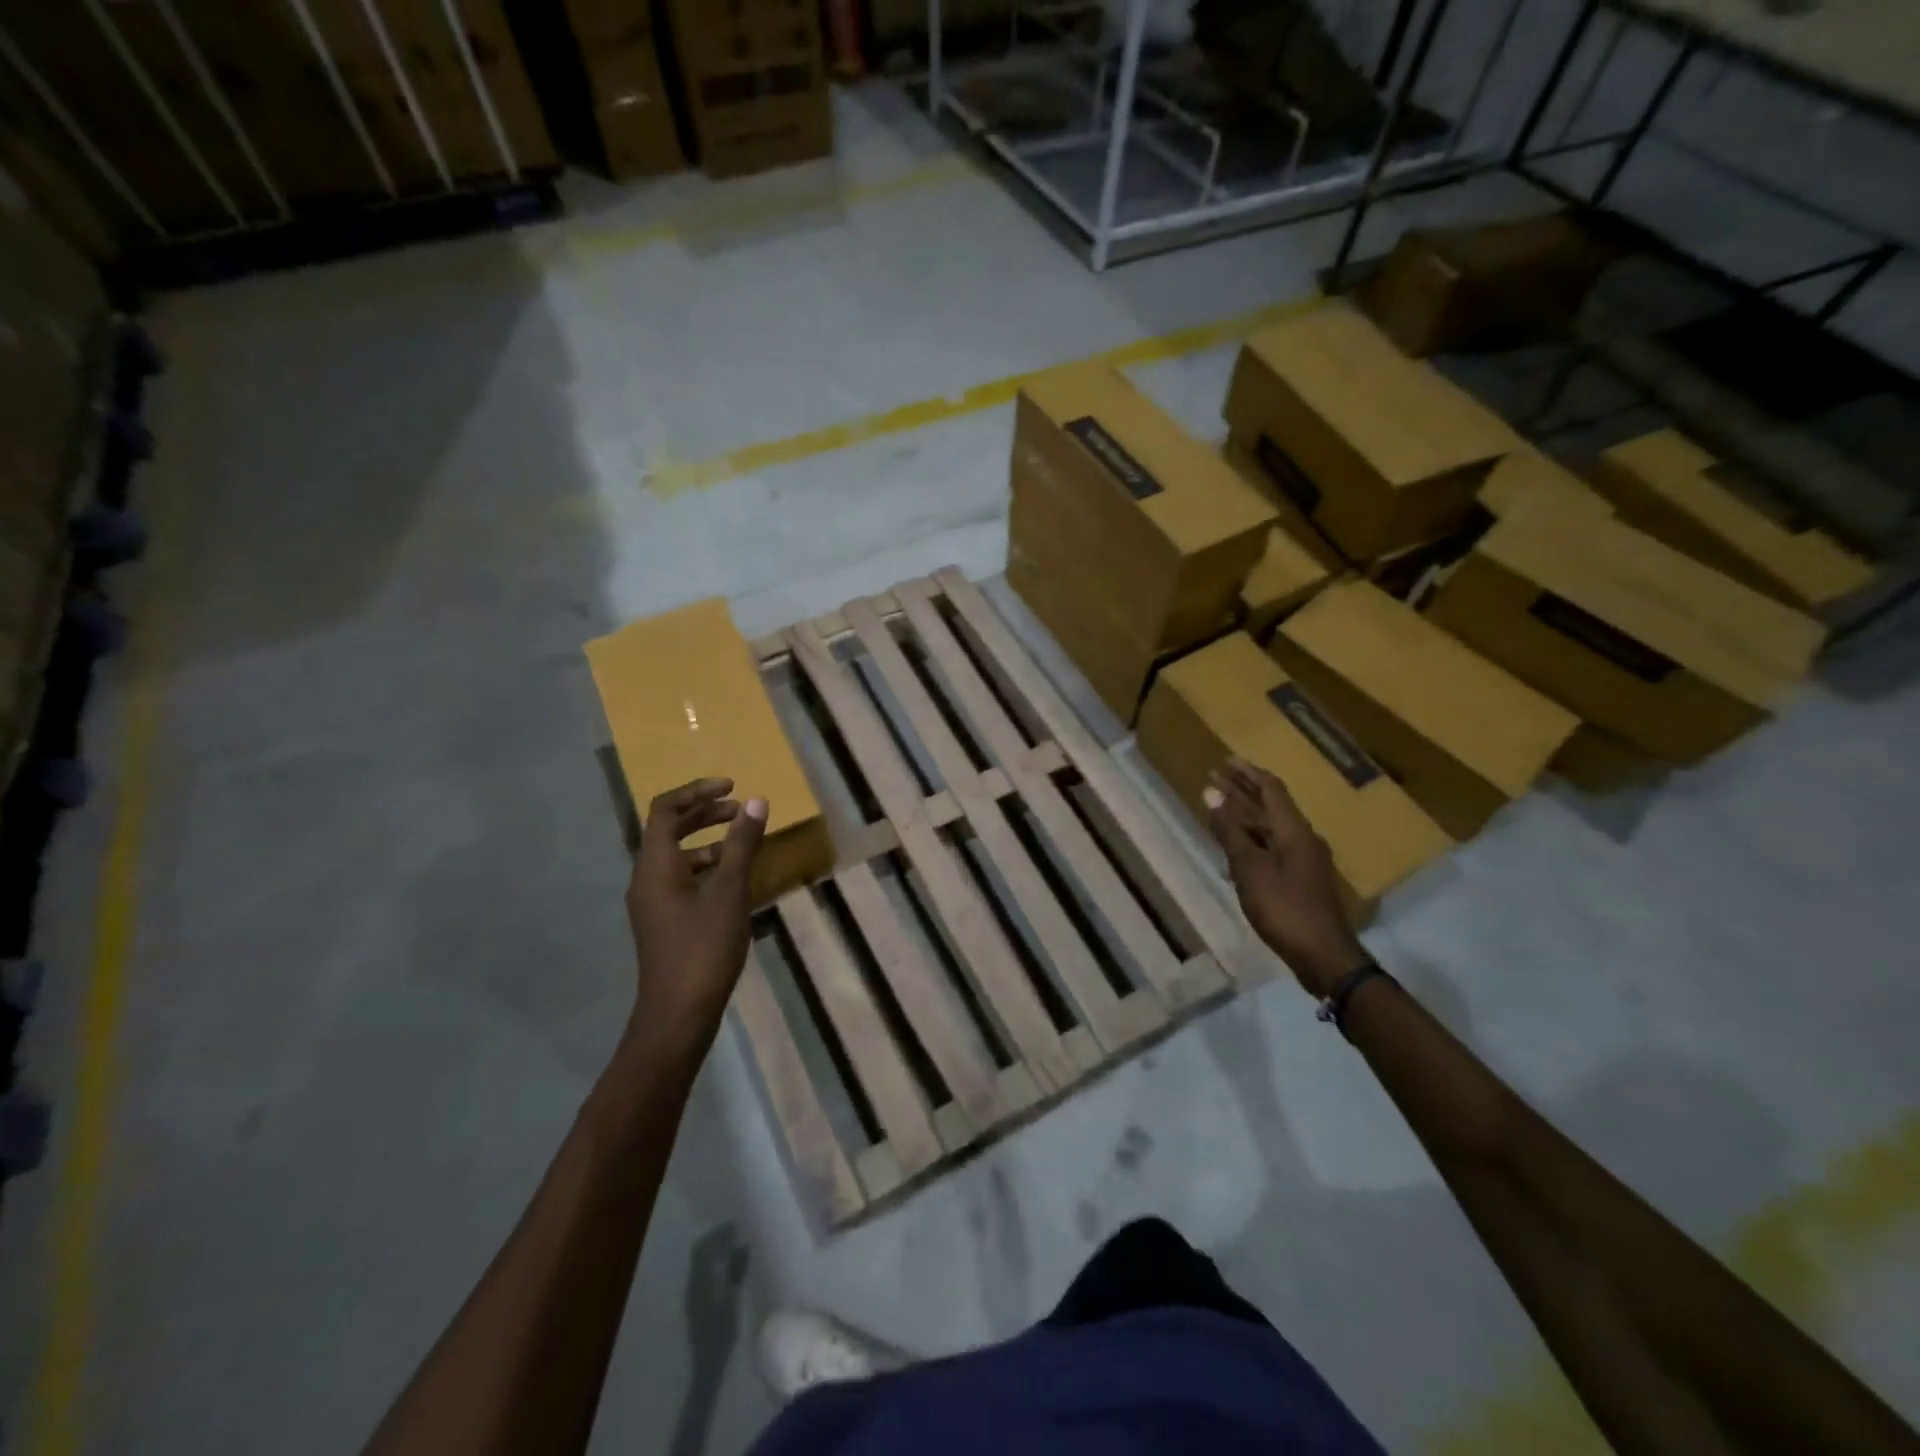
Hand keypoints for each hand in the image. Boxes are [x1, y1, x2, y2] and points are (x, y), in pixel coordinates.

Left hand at [625, 778, 767, 1053]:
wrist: (678, 1014)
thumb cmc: (704, 948)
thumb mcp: (730, 892)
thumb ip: (742, 845)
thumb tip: (756, 801)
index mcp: (656, 866)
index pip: (666, 810)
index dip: (697, 791)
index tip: (732, 787)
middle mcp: (647, 878)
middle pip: (669, 829)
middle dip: (704, 812)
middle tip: (740, 808)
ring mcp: (653, 902)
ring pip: (676, 856)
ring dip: (707, 839)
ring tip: (742, 840)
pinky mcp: (663, 921)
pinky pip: (681, 878)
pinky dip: (706, 866)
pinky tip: (734, 878)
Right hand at [1204, 759, 1365, 998]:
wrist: (1324, 957)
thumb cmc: (1284, 909)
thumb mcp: (1250, 869)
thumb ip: (1230, 831)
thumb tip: (1211, 794)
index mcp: (1294, 832)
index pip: (1271, 789)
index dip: (1247, 773)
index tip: (1225, 760)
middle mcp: (1303, 840)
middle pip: (1270, 807)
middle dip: (1242, 791)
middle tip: (1214, 777)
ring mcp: (1304, 861)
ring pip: (1270, 828)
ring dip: (1245, 815)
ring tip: (1218, 806)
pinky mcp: (1300, 881)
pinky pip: (1272, 848)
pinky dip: (1250, 839)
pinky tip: (1233, 847)